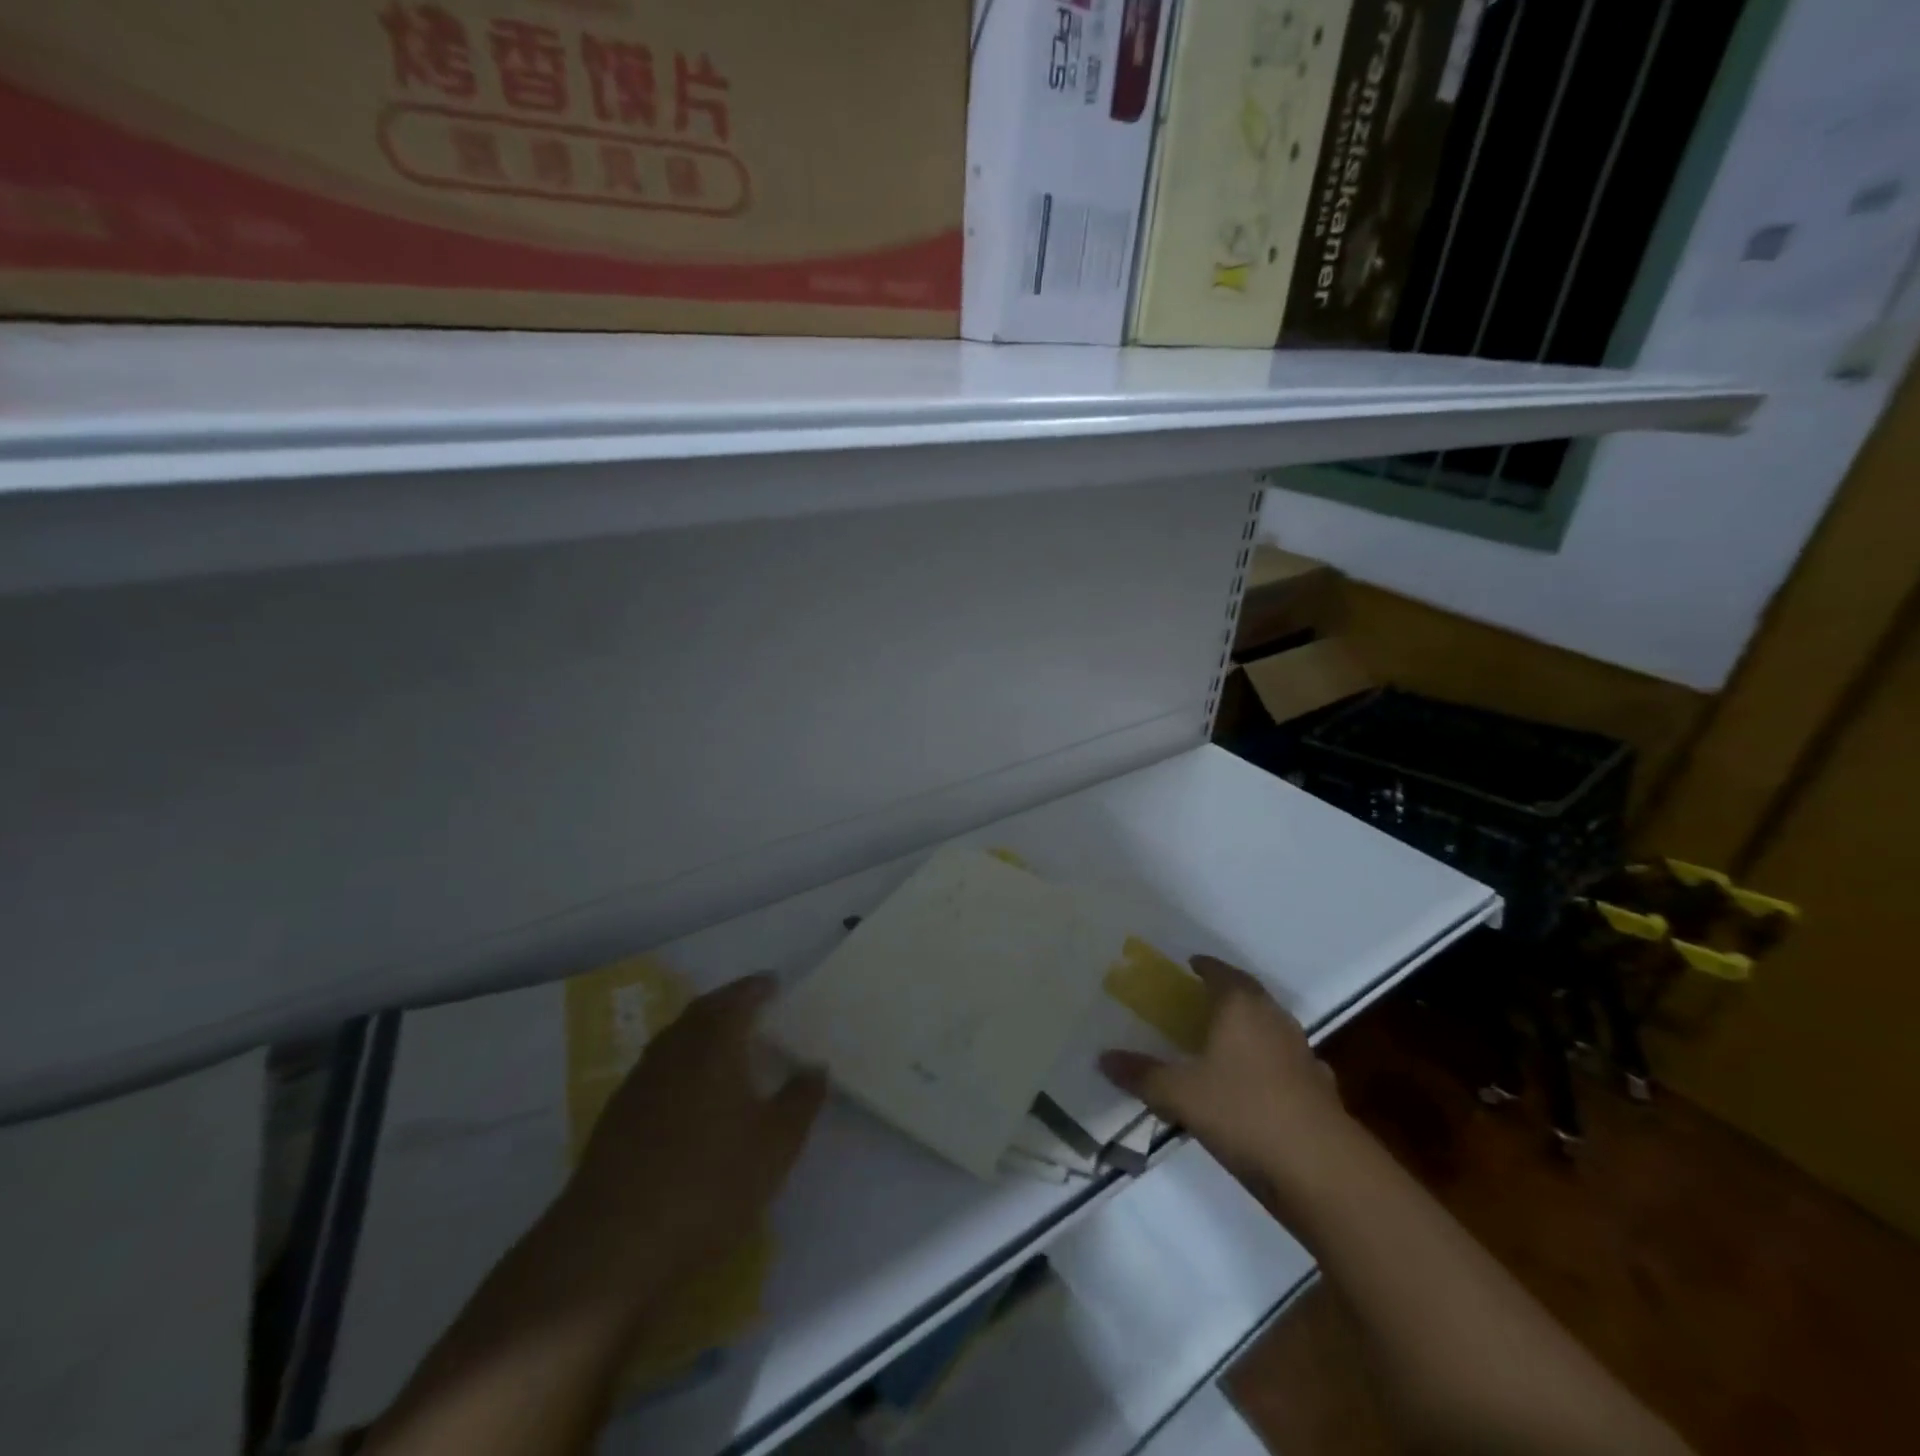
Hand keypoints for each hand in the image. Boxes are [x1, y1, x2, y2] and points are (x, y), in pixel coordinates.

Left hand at [541, 974, 827, 1323]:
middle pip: (700, 1012)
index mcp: (712, 1046)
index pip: (737, 999)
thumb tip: (816, 1066)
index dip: (756, 988)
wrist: (610, 1249)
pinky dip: (680, 1065)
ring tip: (725, 1044)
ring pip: (674, 1040)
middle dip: (727, 1003)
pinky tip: (690, 1094)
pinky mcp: (615, 1119)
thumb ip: (800, 1100)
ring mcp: (638, 1084)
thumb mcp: (775, 1146)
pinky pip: (657, 1070)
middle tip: (752, 1005)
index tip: (773, 983)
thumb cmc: (707, 1185)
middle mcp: (672, 1052)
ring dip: (700, 1032)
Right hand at [1099, 956, 1348, 1194]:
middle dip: (1228, 991)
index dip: (1205, 967)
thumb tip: (1103, 1058)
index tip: (1191, 964)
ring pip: (1272, 1026)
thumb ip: (1142, 1075)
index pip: (1221, 973)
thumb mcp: (1180, 1095)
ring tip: (1229, 1038)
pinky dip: (1273, 1062)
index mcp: (1240, 1007)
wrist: (1319, 1167)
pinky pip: (1289, 1061)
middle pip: (1250, 994)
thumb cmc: (1242, 1111)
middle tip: (1204, 997)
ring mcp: (1302, 1052)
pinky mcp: (1319, 1087)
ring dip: (1252, 1026)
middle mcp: (1274, 1019)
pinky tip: (1262, 1081)